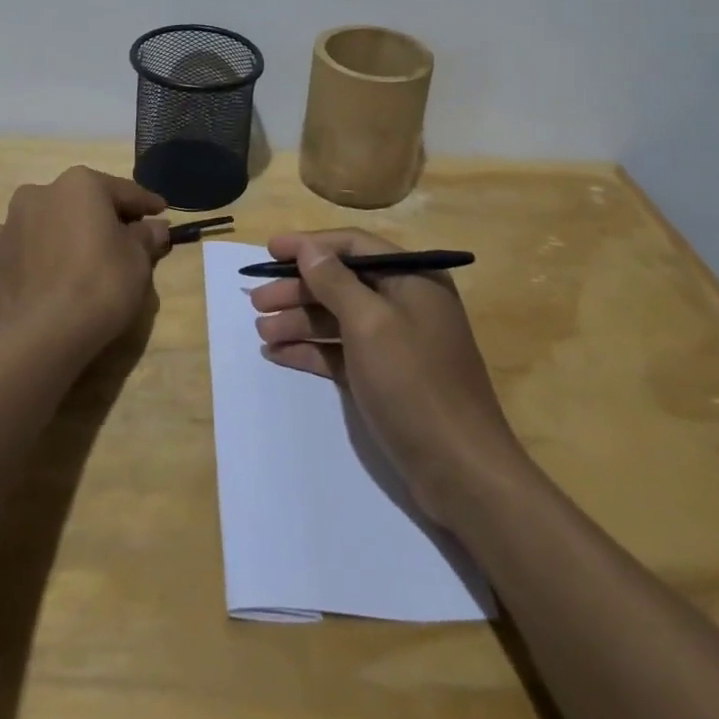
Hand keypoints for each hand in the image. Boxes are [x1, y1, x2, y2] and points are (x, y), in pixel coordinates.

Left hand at [0, 167, 171, 366]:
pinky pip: (26, 244)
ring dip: (68, 230)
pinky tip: (50, 270)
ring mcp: (12, 221)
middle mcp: (42, 191)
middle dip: (104, 217)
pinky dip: (40, 251)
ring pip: (51, 219)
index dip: (146, 204)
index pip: (124, 191)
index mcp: (81, 183)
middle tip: (125, 238)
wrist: (43, 333)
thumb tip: (155, 227)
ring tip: (84, 257)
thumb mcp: (138, 260)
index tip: (162, 213)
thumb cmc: (100, 284)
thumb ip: (146, 236)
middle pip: (84, 202)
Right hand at [250, 229, 525, 527]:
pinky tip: (278, 354)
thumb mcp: (370, 324)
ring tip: (261, 330)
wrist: (461, 473)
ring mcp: (396, 342)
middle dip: (298, 288)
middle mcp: (405, 303)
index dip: (310, 245)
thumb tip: (308, 249)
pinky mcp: (385, 377)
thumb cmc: (415, 384)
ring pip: (338, 318)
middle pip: (342, 282)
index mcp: (412, 279)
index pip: (354, 245)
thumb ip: (335, 281)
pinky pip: (342, 351)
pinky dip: (312, 349)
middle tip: (257, 300)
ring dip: (299, 320)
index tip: (271, 250)